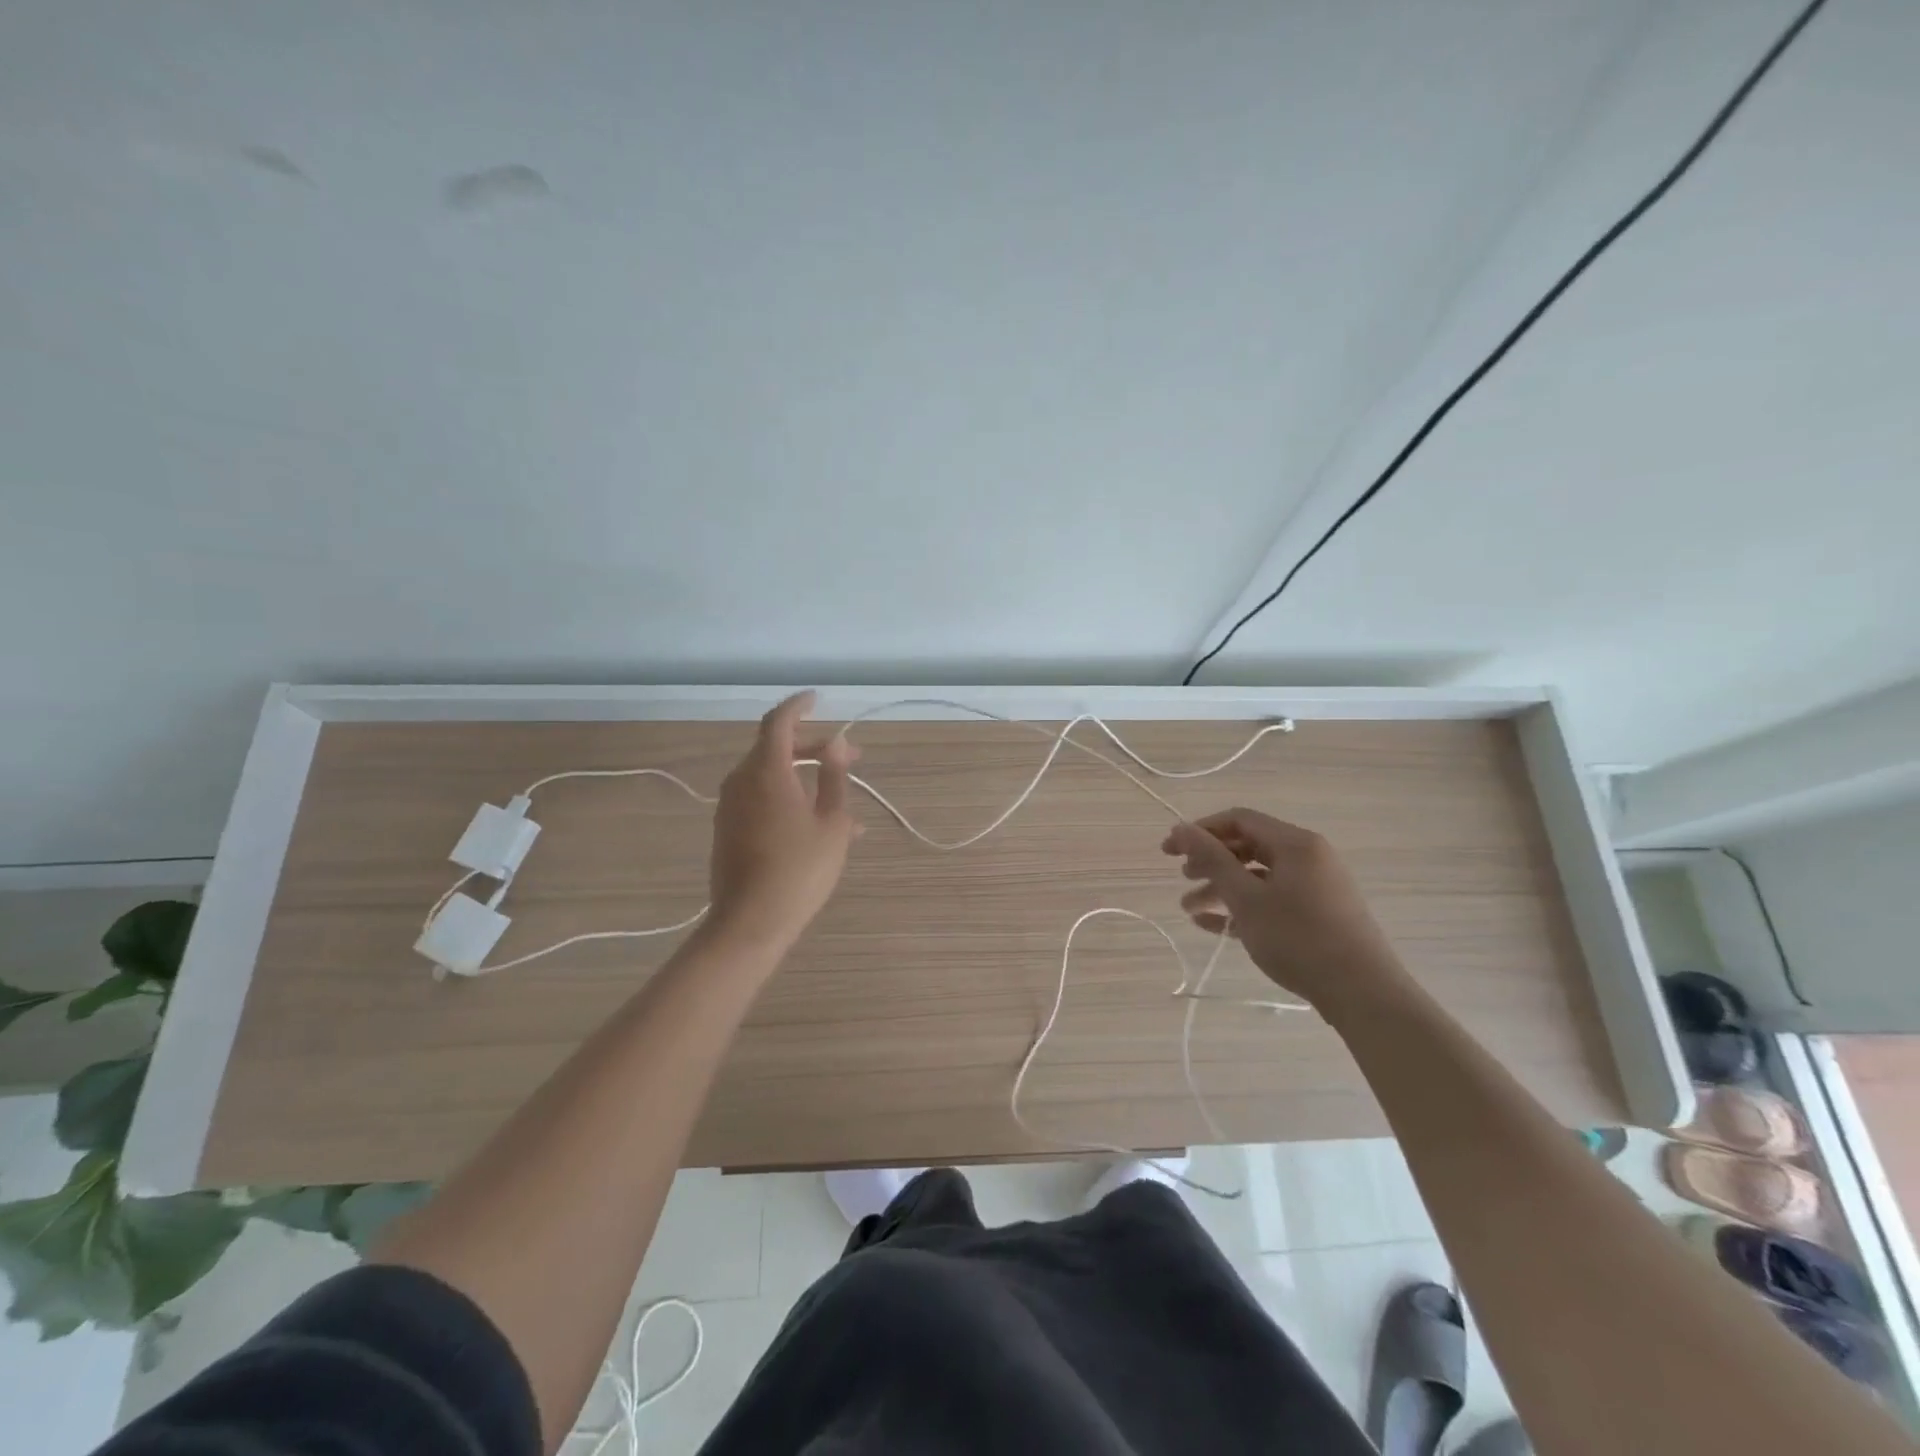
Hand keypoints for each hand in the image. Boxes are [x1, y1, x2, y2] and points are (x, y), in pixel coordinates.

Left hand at [707, 691, 860, 952]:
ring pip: (769, 775)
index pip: (779, 722)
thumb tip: (835, 744)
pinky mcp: (728, 829)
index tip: (817, 699)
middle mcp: (741, 781)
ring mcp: (730, 806)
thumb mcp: (832, 822)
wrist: (751, 921)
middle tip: (849, 757)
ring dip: (803, 775)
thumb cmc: (800, 868)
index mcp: (766, 771)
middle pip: (775, 748)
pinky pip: (761, 799)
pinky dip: (789, 797)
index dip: (799, 706)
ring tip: (841, 797)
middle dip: (813, 746)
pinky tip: (818, 824)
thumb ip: (834, 777)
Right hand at [1161, 808, 1411, 1012]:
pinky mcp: (1319, 914)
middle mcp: (1308, 857)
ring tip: (1188, 910)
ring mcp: (1316, 887)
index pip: (1239, 820)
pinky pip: (1273, 900)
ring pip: (1258, 877)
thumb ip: (1211, 860)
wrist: (1363, 994)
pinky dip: (1244, 908)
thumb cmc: (1299, 938)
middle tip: (1181, 878)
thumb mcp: (1246, 898)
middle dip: (1209, 862)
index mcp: (1295, 843)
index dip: (1200, 831)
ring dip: (1221, 889)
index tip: (1169, 850)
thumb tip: (1181, 828)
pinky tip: (1214, 927)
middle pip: (1248, 847)